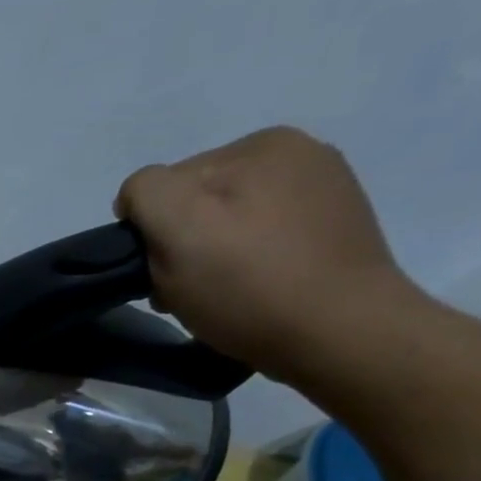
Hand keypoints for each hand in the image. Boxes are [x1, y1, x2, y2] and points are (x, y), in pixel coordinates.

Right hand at [114, 126, 422, 382]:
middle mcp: (299, 155)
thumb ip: (147, 192)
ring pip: (228, 223)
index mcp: (260, 145)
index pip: (165, 183)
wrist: (341, 335)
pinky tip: (253, 291)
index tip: (161, 271)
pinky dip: (247, 264)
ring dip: (210, 257)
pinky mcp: (334, 231)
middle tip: (187, 289)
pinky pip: (263, 240)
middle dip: (181, 243)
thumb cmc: (249, 285)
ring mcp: (324, 192)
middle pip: (198, 202)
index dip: (151, 231)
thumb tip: (140, 200)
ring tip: (220, 295)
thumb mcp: (178, 227)